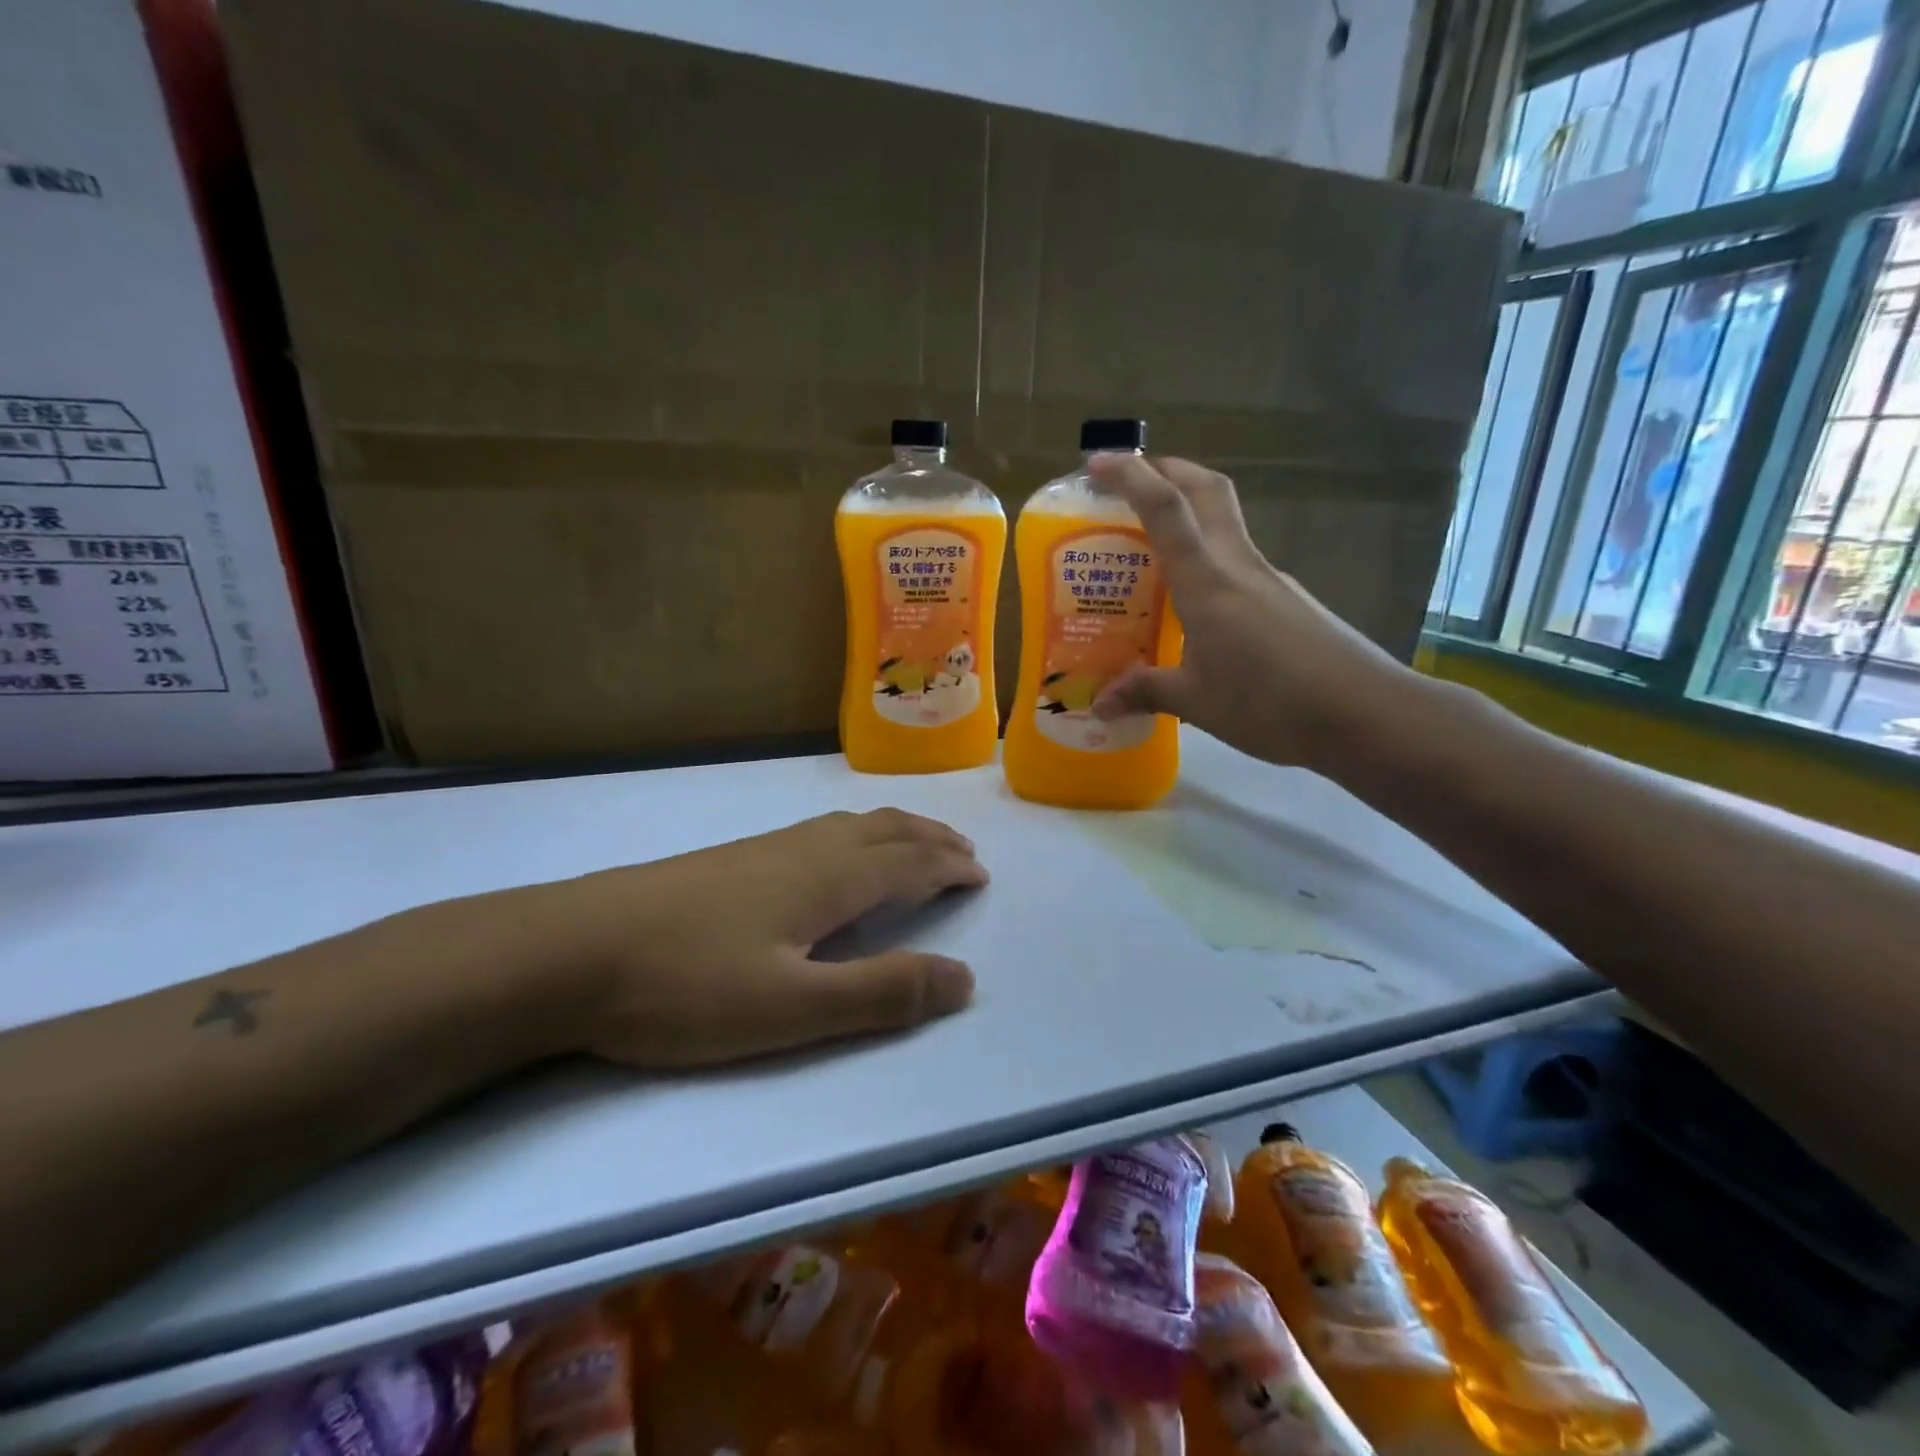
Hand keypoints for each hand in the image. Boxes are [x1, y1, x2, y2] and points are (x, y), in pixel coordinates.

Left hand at [548, 809, 985, 1066]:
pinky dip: (855, 833)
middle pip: (884, 831)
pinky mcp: (729, 860)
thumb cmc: (685, 987)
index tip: (980, 873)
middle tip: (963, 850)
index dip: (948, 866)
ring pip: (849, 825)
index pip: (908, 863)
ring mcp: (762, 850)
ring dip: (895, 831)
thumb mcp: (791, 1009)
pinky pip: (819, 831)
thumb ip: (880, 994)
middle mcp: (804, 851)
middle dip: (930, 839)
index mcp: (828, 880)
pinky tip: (832, 852)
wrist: (568, 951)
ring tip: (914, 842)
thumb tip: (965, 977)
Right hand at [1087, 454, 1428, 773]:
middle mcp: (1238, 565)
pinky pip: (1235, 560)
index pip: (1166, 509)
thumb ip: (1146, 692)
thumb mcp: (1198, 703)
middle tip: (1128, 481)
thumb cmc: (1272, 704)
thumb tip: (1098, 704)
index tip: (1097, 463)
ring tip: (1147, 547)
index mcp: (1207, 582)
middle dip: (1166, 470)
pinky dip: (1205, 557)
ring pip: (1223, 522)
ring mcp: (1268, 579)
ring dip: (1187, 511)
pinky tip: (1192, 602)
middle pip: (1206, 490)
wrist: (1366, 714)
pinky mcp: (1285, 599)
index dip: (1131, 476)